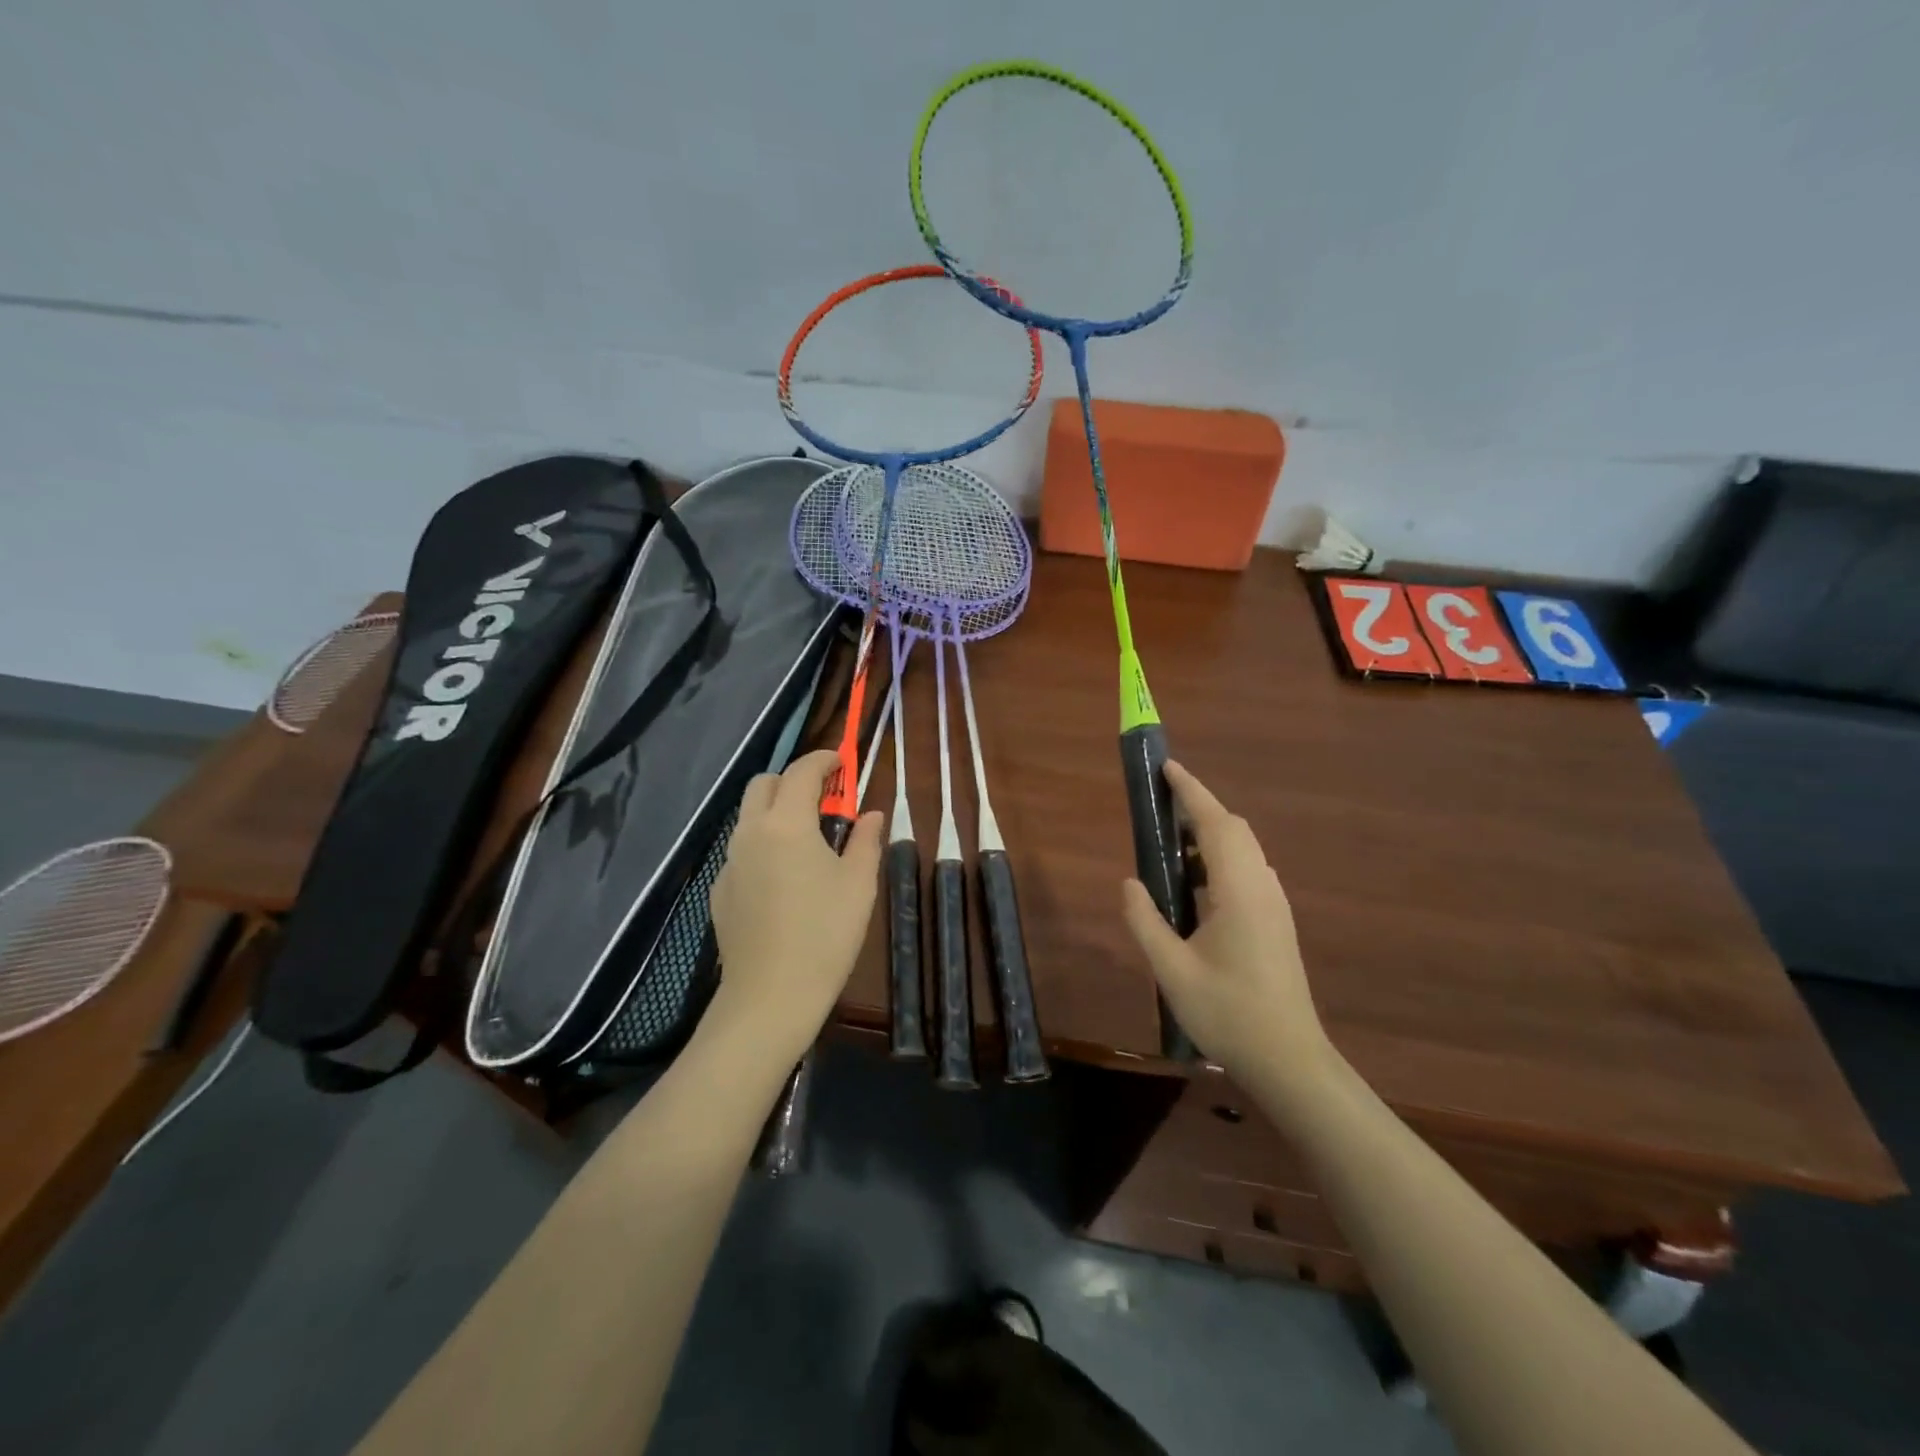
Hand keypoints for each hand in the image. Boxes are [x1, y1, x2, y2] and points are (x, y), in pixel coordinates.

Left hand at [706, 751, 883, 1065]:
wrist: (770, 996)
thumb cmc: (825, 934)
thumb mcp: (859, 884)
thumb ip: (866, 840)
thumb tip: (872, 813)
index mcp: (786, 824)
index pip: (801, 772)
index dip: (823, 759)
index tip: (842, 761)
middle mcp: (750, 833)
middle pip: (763, 784)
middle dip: (793, 780)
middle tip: (824, 799)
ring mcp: (730, 862)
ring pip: (749, 817)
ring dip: (776, 811)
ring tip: (807, 839)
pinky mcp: (721, 890)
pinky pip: (742, 850)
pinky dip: (763, 844)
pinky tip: (784, 879)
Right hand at [1121, 761, 1335, 1096]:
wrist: (1288, 1060)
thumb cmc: (1228, 1013)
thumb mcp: (1171, 969)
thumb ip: (1145, 920)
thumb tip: (1130, 882)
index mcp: (1240, 891)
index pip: (1216, 824)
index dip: (1191, 792)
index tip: (1167, 768)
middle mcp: (1262, 887)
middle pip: (1234, 830)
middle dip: (1199, 808)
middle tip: (1160, 807)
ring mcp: (1274, 904)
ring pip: (1243, 850)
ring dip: (1209, 835)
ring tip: (1170, 844)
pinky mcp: (1275, 921)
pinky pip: (1247, 871)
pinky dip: (1219, 859)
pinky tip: (1193, 884)